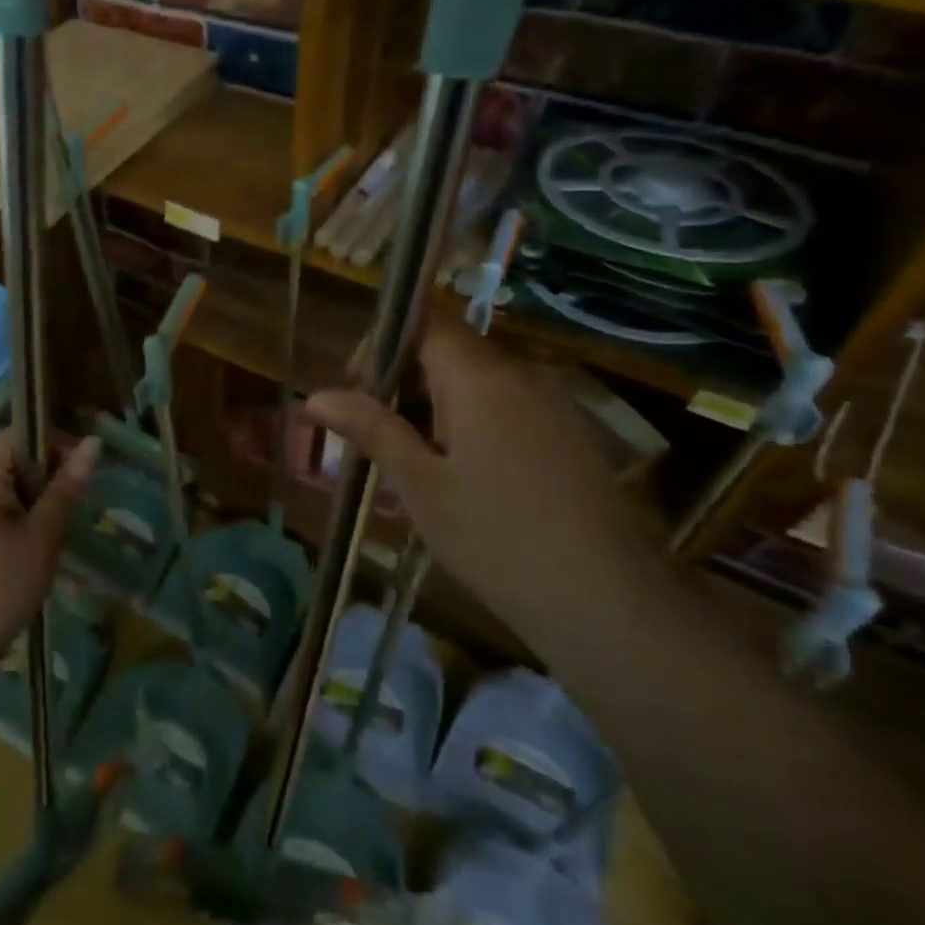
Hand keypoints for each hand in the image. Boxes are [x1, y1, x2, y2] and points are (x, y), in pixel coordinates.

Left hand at [0, 433, 98, 682]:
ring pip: (11, 489)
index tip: (84, 472)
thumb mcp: (42, 536)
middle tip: (76, 509)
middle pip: (16, 460)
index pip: (20, 434)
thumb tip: (92, 444)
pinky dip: (23, 521)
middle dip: (50, 477)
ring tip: (60, 533)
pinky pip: (0, 511)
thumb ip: (66, 489)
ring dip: (39, 503)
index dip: (56, 444)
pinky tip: (37, 551)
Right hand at [305, 321, 657, 641]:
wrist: (609, 603)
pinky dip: (471, 426)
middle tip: (377, 441)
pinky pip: (507, 408)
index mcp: (480, 376)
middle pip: (448, 352)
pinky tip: (462, 481)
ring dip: (435, 409)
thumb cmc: (496, 537)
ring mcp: (553, 403)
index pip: (423, 321)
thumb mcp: (420, 484)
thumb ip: (371, 429)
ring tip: (414, 469)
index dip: (383, 344)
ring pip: (476, 383)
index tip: (359, 392)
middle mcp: (521, 374)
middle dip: (403, 384)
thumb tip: (315, 396)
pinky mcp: (570, 434)